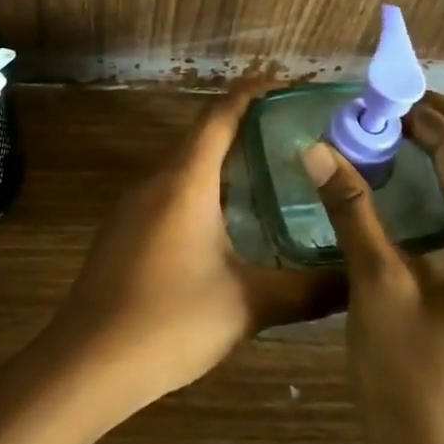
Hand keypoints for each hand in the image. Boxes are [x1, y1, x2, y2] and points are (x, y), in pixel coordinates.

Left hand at [44, 87, 347, 417]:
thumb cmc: (170, 320)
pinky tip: (223, 219)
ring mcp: (132, 205)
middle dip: (243, 124)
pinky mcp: (122, 230)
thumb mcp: (247, 305)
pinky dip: (200, 186)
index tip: (284, 82)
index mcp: (186, 180)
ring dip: (220, 158)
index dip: (252, 92)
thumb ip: (306, 291)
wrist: (87, 362)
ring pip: (183, 164)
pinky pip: (167, 189)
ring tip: (266, 170)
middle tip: (291, 131)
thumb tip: (356, 282)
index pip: (220, 115)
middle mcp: (155, 179)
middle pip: (201, 134)